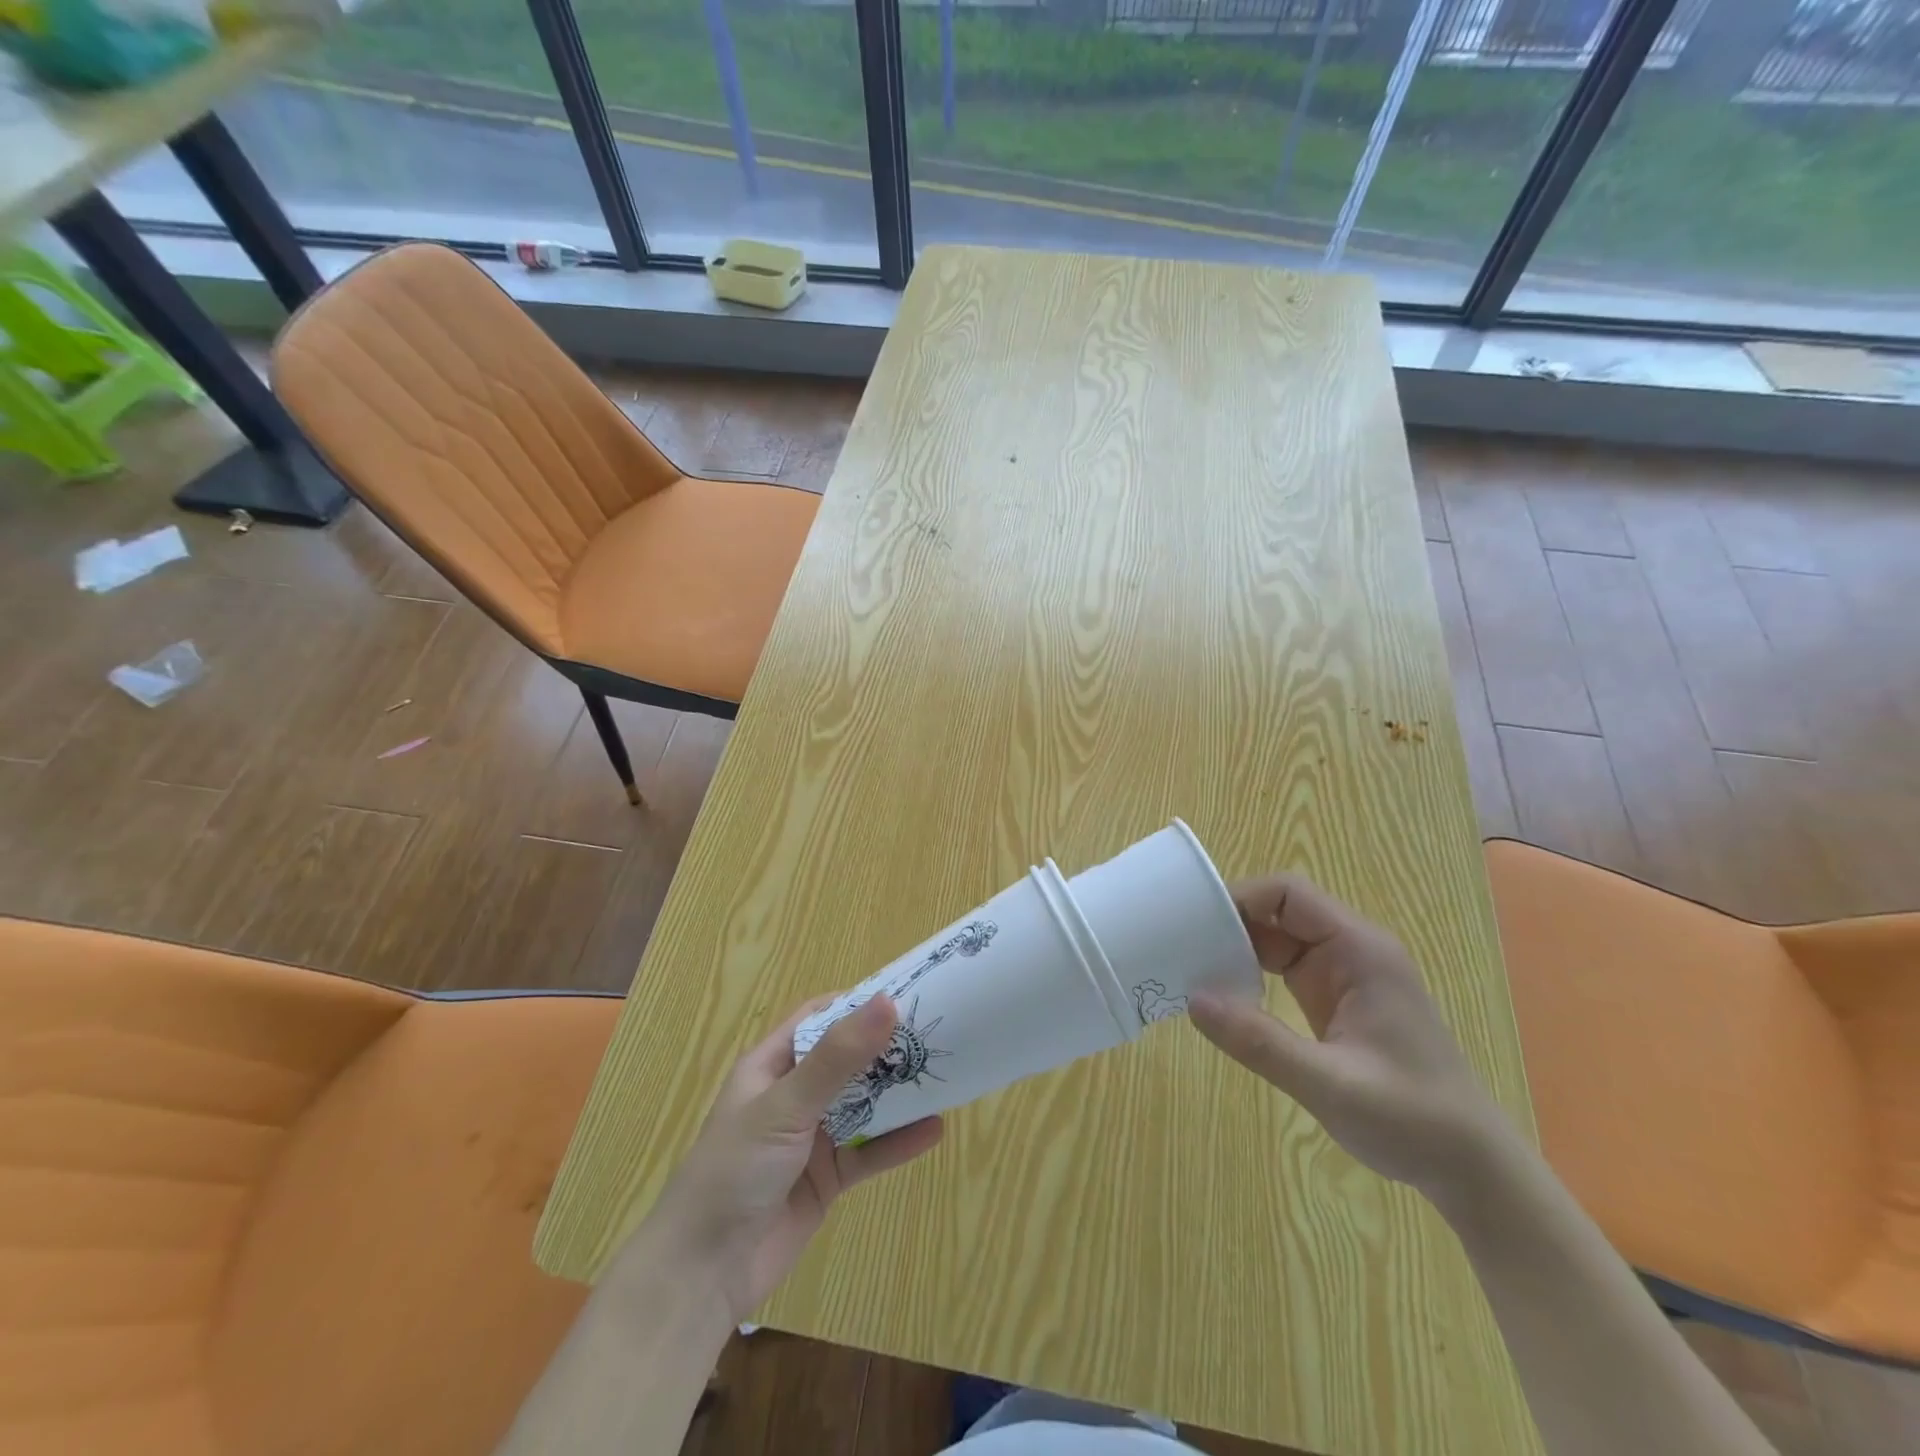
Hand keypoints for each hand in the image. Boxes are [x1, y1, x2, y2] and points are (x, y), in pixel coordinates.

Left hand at [634, 995, 942, 1323]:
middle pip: (847, 1060)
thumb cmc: (735, 1170)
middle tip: (937, 1032)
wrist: (703, 1275)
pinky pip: (869, 1153)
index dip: (858, 1003)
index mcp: (772, 1065)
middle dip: (886, 1047)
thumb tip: (887, 1003)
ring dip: (897, 1093)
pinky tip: (934, 1130)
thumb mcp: (786, 1105)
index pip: (819, 1018)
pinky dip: (898, 1142)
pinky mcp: (826, 1179)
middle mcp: (793, 1095)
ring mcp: (811, 1138)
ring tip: (944, 1073)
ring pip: (863, 1105)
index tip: (906, 992)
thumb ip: (837, 1058)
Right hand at [1189, 874, 1515, 1199]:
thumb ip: (1260, 1042)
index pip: (1289, 893)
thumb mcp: (1330, 1084)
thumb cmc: (1412, 1120)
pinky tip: (1223, 995)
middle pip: (1278, 911)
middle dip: (1230, 922)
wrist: (1471, 1167)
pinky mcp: (1334, 1000)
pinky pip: (1283, 968)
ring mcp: (1343, 975)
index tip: (1195, 921)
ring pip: (1277, 939)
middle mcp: (1351, 951)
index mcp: (1360, 951)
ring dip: (1236, 949)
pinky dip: (1250, 974)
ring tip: (1192, 967)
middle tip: (1181, 946)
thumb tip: (1193, 999)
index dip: (1241, 896)